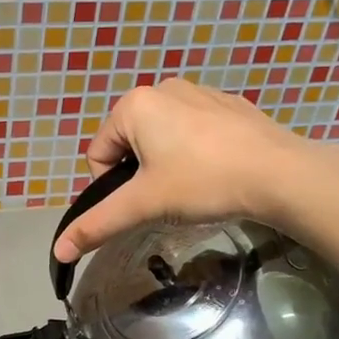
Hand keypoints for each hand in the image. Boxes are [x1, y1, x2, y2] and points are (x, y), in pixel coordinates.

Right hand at [53, 79, 326, 263]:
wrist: (280, 173)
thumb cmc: (203, 182)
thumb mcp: (144, 205)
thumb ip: (98, 224)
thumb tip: (58, 250)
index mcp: (135, 105)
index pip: (98, 153)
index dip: (113, 186)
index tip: (145, 201)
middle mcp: (164, 88)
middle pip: (130, 144)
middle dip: (142, 174)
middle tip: (171, 197)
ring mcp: (200, 92)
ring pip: (164, 137)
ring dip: (169, 164)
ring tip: (196, 186)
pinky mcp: (230, 105)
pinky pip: (196, 131)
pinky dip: (198, 152)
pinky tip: (219, 172)